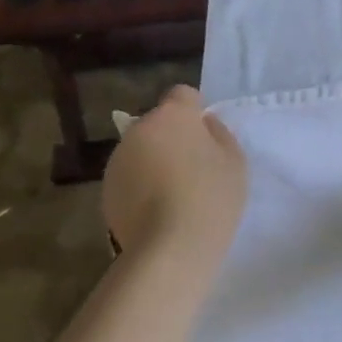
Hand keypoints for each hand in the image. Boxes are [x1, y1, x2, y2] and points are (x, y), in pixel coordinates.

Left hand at [101, 86, 247, 257]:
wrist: (170, 247)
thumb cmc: (211, 197)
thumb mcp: (235, 161)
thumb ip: (219, 134)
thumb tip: (204, 125)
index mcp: (172, 116)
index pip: (182, 94)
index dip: (195, 111)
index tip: (206, 136)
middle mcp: (138, 130)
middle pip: (158, 123)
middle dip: (173, 137)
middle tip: (193, 167)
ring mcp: (117, 159)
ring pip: (141, 150)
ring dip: (154, 161)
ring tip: (174, 193)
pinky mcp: (105, 189)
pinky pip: (129, 176)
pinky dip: (141, 185)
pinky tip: (157, 210)